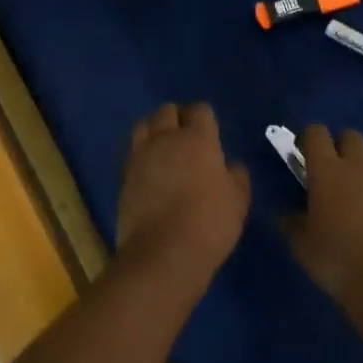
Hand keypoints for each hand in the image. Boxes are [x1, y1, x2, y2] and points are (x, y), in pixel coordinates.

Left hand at [115, 103, 250, 282]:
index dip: (205, 117)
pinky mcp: (124, 175)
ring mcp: (141, 155)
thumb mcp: (238, 201)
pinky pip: (133, 152)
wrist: (163, 252)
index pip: (200, 110)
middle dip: (177, 117)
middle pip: (167, 111)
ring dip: (154, 129)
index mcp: (197, 139)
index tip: (210, 131)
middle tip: (186, 136)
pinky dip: (142, 154)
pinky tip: (150, 170)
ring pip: (143, 125)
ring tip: (163, 146)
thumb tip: (232, 165)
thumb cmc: (209, 223)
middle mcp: (165, 138)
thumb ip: (237, 177)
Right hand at [284, 125, 362, 330]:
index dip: (307, 138)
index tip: (301, 153)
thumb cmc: (337, 260)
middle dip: (339, 145)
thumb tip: (288, 213)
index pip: (316, 134)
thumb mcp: (301, 244)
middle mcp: (359, 167)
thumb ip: (292, 221)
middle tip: (330, 170)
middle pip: (351, 136)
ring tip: (357, 189)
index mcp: (327, 170)